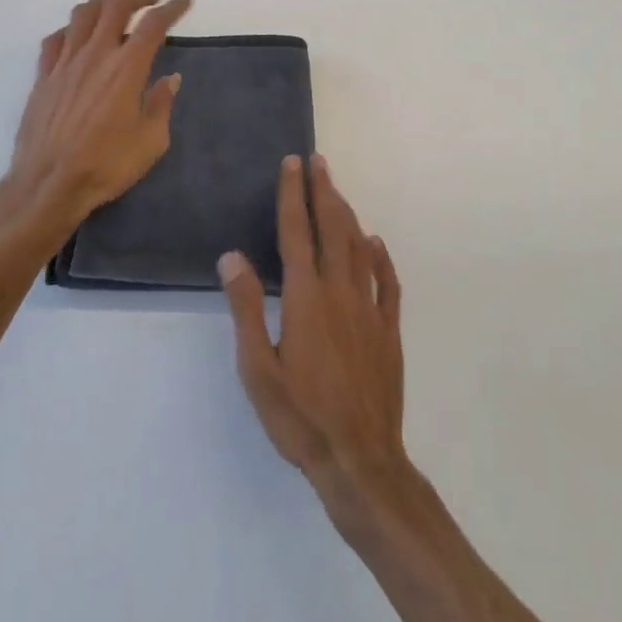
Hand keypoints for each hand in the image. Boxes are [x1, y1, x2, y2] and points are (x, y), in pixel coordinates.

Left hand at [7, 0, 192, 237]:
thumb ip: (161, 104)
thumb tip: (170, 79)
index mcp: (127, 68)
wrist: (49, 183)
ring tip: (116, 8)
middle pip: (115, 6)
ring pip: (82, 14)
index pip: (153, 24)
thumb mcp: (151, 141)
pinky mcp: (43, 75)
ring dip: (103, 2)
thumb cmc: (106, 165)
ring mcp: (65, 62)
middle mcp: (96, 55)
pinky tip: (77, 37)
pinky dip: (71, 28)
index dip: (172, 8)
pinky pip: (55, 38)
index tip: (184, 2)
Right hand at [220, 153, 410, 524]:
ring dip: (347, 214)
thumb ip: (246, 307)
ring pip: (359, 248)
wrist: (360, 460)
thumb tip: (232, 256)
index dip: (293, 194)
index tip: (292, 164)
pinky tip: (374, 243)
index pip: (297, 232)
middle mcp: (340, 291)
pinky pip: (387, 282)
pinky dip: (380, 256)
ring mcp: (369, 309)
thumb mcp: (257, 368)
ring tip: (337, 190)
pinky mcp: (389, 331)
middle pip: (332, 229)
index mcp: (306, 297)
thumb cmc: (300, 416)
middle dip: (323, 191)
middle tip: (318, 162)